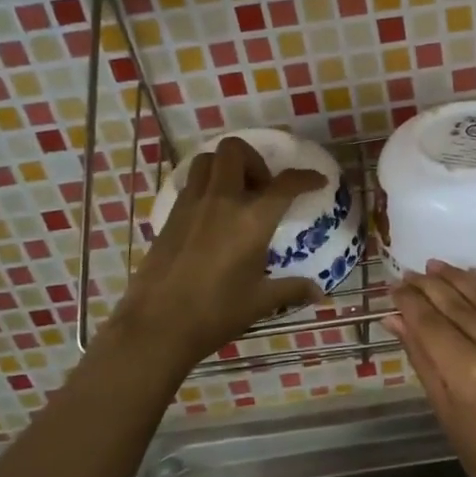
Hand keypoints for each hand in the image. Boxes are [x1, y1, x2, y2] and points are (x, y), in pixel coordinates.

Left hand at [115, 136, 327, 363]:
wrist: (156, 326)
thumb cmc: (215, 313)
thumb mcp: (260, 302)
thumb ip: (292, 289)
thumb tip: (319, 293)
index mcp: (251, 220)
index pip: (285, 184)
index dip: (306, 177)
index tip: (317, 181)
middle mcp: (221, 201)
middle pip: (235, 150)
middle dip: (255, 160)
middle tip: (263, 189)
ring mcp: (191, 205)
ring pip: (207, 160)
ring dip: (226, 167)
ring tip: (237, 195)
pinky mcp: (170, 216)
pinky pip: (190, 183)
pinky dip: (206, 186)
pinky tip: (214, 216)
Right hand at [387, 262, 475, 476]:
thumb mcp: (446, 414)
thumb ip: (422, 359)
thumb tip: (395, 318)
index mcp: (470, 375)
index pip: (430, 322)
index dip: (409, 301)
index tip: (394, 286)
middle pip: (457, 303)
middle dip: (429, 285)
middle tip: (409, 273)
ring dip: (459, 276)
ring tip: (436, 266)